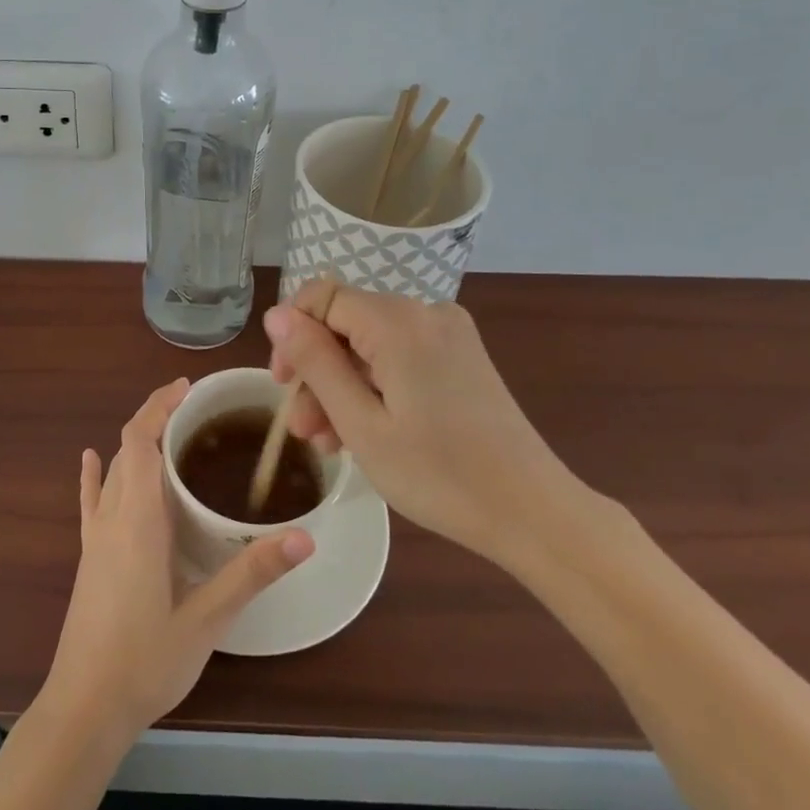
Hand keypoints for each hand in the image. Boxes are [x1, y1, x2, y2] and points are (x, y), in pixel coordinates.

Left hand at [40, 378, 313, 745]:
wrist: (85, 708)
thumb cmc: (146, 661)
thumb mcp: (207, 619)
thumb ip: (252, 574)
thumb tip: (304, 537)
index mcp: (137, 520)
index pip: (139, 440)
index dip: (158, 406)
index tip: (187, 388)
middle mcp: (112, 517)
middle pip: (127, 448)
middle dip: (155, 418)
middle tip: (196, 410)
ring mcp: (96, 537)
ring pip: (113, 471)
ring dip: (137, 443)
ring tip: (171, 432)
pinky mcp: (89, 557)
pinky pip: (91, 501)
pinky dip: (94, 474)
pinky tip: (91, 459)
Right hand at [264, 282, 586, 569]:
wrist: (533, 512)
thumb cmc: (440, 475)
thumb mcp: (361, 424)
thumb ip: (315, 362)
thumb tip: (276, 315)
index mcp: (399, 322)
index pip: (322, 297)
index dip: (292, 335)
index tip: (282, 385)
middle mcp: (425, 312)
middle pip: (346, 324)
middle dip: (317, 371)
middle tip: (304, 430)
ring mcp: (449, 333)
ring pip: (370, 343)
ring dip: (342, 385)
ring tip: (329, 443)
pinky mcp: (461, 356)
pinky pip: (399, 356)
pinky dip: (374, 386)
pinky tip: (363, 431)